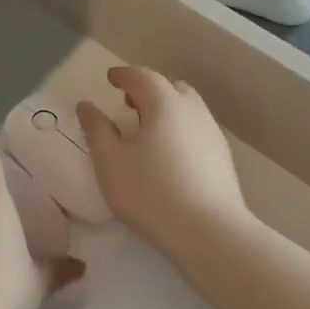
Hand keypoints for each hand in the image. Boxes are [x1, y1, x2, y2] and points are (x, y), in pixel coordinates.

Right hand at [75, 67, 250, 260]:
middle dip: (148, 89)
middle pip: (170, 87)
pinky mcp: (223, 157)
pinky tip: (170, 155)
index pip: (141, 77)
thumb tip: (86, 105)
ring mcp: (212, 133)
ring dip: (167, 109)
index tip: (110, 78)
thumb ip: (96, 129)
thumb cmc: (151, 192)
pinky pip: (197, 129)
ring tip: (148, 130)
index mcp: (164, 103)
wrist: (210, 233)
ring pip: (188, 108)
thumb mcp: (110, 161)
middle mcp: (192, 110)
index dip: (123, 75)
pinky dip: (180, 129)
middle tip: (129, 103)